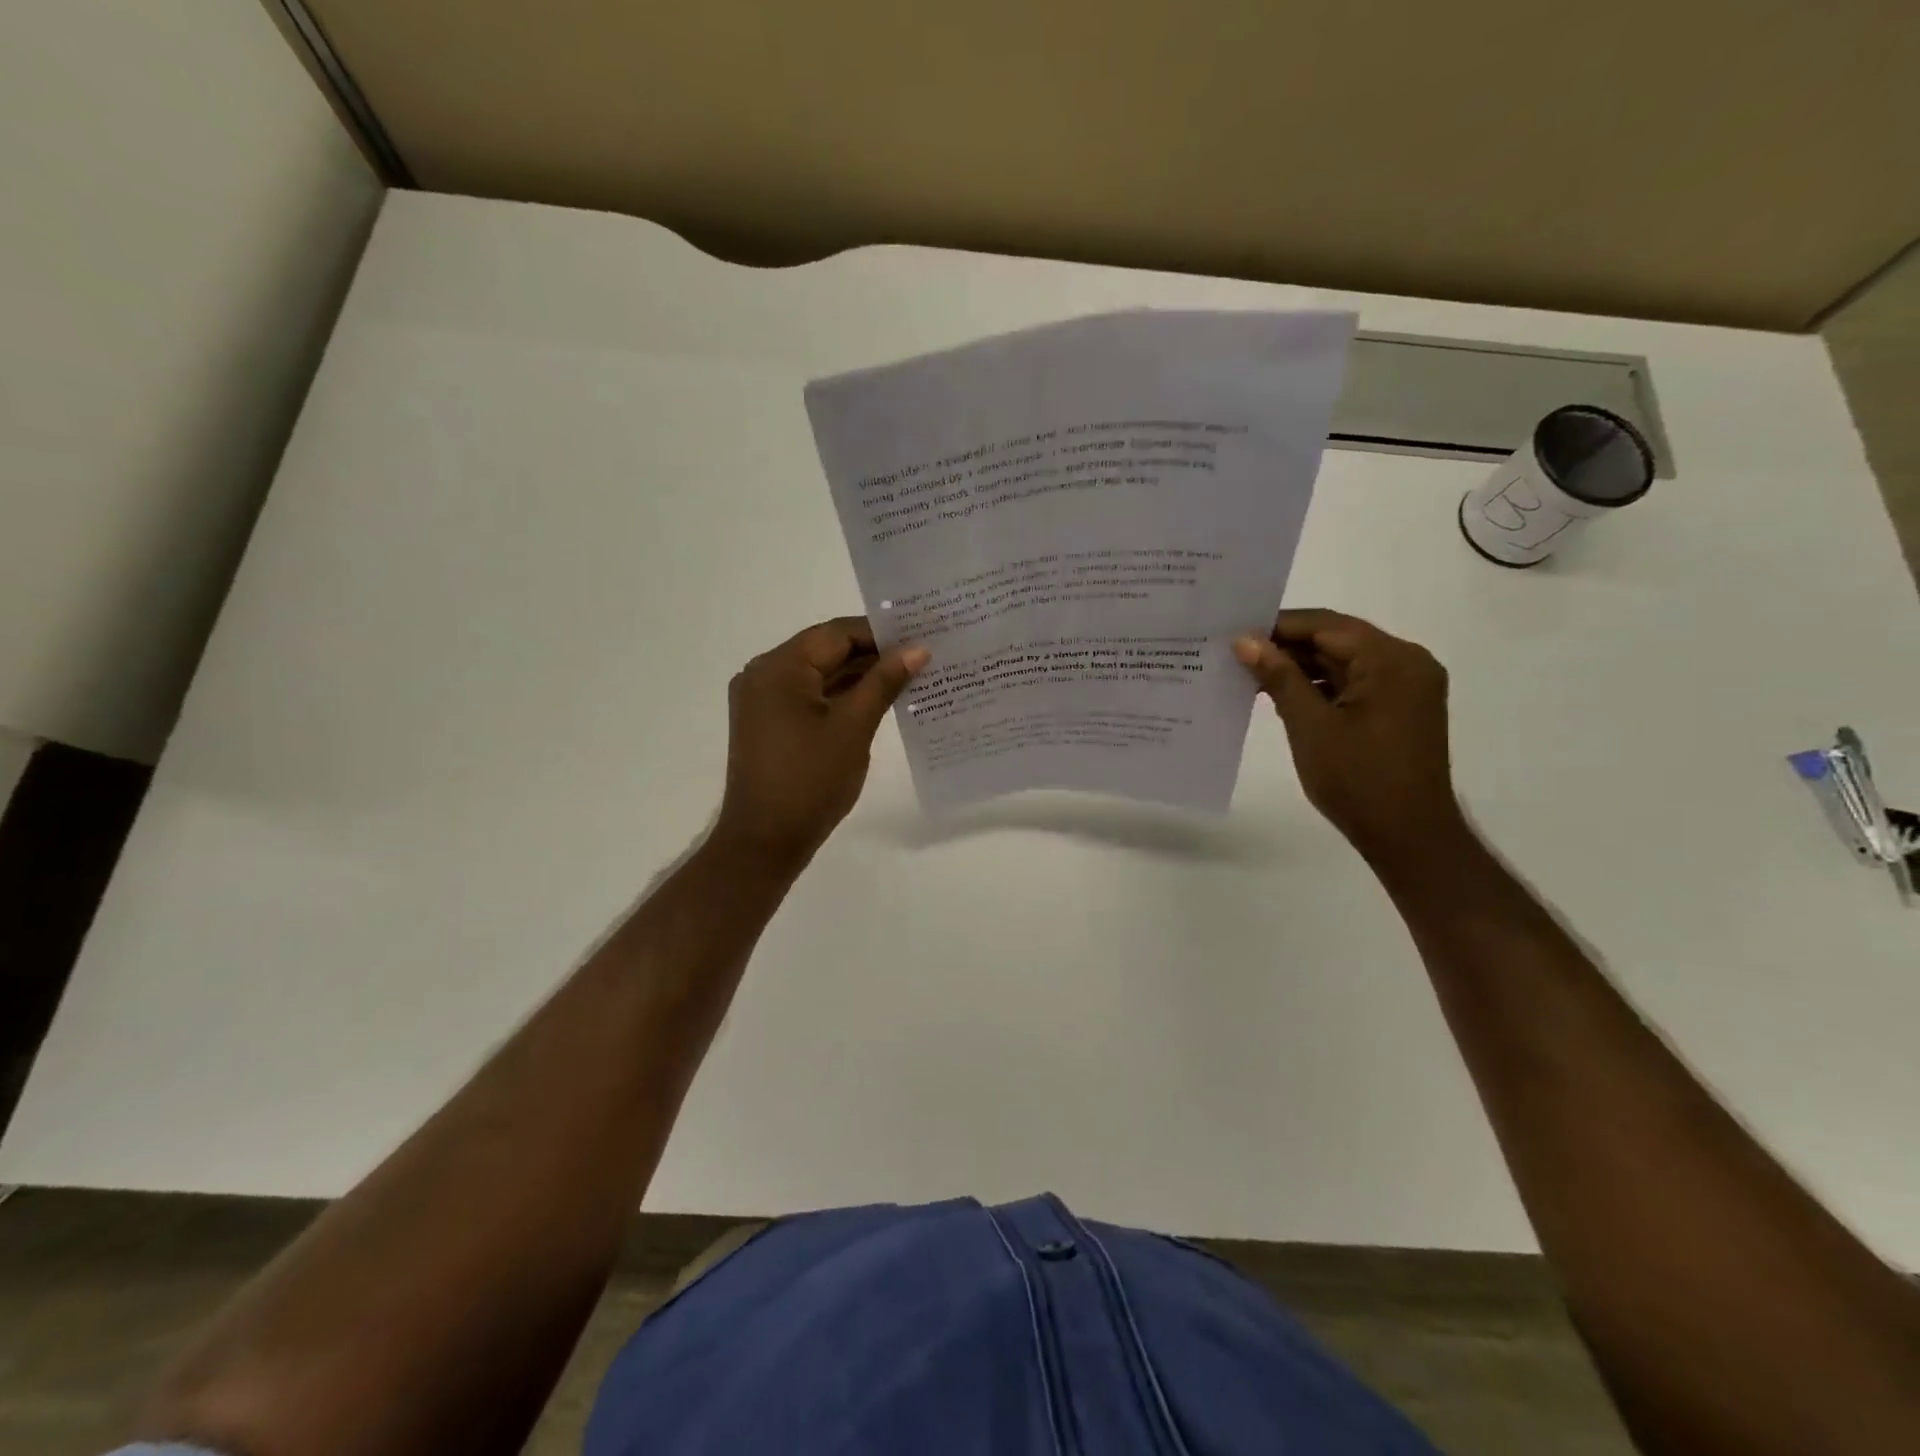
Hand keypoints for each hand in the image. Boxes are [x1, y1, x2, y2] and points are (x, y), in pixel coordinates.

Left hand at [713, 617, 928, 870]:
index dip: (880, 633)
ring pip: (820, 675)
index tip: (921, 637)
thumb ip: (884, 682)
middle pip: (826, 651)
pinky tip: (878, 700)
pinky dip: (841, 697)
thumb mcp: (853, 727)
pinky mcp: (769, 723)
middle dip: (873, 655)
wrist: (765, 841)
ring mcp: (764, 700)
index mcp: (779, 667)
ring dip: (859, 677)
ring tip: (909, 677)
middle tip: (921, 656)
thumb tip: (918, 649)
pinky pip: (810, 697)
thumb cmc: (810, 781)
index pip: (836, 633)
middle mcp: (764, 674)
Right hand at [1234, 609, 1463, 864]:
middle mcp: (1407, 662)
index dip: (1278, 627)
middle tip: (1237, 656)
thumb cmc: (1357, 779)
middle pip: (1338, 640)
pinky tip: (1284, 697)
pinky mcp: (1401, 708)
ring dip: (1302, 668)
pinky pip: (1355, 683)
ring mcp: (1407, 686)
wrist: (1408, 836)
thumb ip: (1279, 677)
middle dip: (1288, 648)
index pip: (1326, 625)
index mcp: (1391, 660)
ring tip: (1251, 677)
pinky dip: (1321, 686)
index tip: (1234, 635)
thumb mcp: (1310, 725)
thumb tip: (1245, 640)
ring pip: (1345, 662)